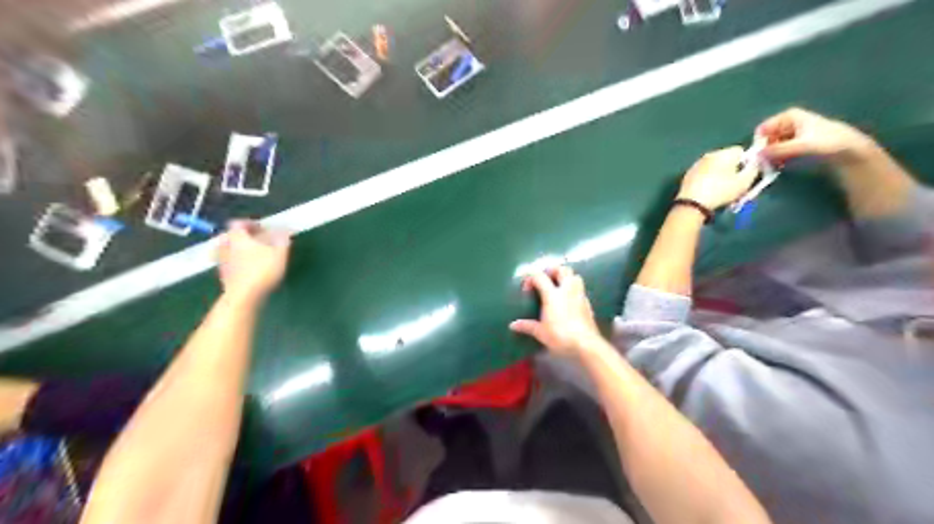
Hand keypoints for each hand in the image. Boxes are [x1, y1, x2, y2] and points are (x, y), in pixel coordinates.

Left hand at [216, 220, 289, 302]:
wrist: (243, 296)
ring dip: (239, 250)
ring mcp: (222, 262)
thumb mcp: (279, 253)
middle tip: (257, 241)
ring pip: (228, 250)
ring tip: (254, 256)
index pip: (238, 223)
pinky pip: (229, 263)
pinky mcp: (223, 276)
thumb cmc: (262, 270)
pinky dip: (237, 263)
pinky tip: (250, 269)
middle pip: (231, 236)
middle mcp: (226, 246)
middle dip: (243, 237)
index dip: (250, 223)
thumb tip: (285, 230)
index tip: (262, 228)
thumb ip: (282, 239)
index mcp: (237, 237)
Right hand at [511, 266, 605, 360]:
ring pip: (575, 276)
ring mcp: (580, 295)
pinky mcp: (588, 304)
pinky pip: (580, 289)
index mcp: (552, 295)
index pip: (539, 276)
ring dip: (566, 277)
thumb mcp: (540, 332)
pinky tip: (569, 300)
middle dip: (551, 270)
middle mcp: (567, 290)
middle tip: (544, 279)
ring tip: (558, 286)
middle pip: (561, 269)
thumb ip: (527, 326)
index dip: (530, 278)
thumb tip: (513, 325)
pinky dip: (573, 289)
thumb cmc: (560, 336)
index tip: (526, 289)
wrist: (585, 345)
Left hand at [680, 146, 756, 210]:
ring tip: (721, 189)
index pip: (740, 150)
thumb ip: (754, 169)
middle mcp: (709, 155)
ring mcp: (696, 164)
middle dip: (732, 169)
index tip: (745, 175)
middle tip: (734, 184)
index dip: (746, 162)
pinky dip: (707, 180)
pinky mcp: (688, 175)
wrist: (692, 204)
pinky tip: (708, 191)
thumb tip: (754, 163)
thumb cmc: (721, 191)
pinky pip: (703, 174)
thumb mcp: (745, 182)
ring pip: (713, 166)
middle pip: (726, 158)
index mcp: (723, 153)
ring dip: (719, 174)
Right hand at [754, 108, 880, 165]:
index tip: (756, 149)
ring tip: (770, 164)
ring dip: (771, 153)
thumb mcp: (800, 146)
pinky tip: (779, 165)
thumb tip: (756, 156)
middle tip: (761, 159)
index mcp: (793, 116)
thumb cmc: (827, 143)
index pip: (768, 124)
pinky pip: (783, 149)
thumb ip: (778, 150)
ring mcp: (798, 134)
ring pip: (777, 142)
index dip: (761, 136)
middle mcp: (794, 123)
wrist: (852, 150)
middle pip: (772, 134)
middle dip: (765, 146)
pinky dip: (779, 156)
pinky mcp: (802, 145)